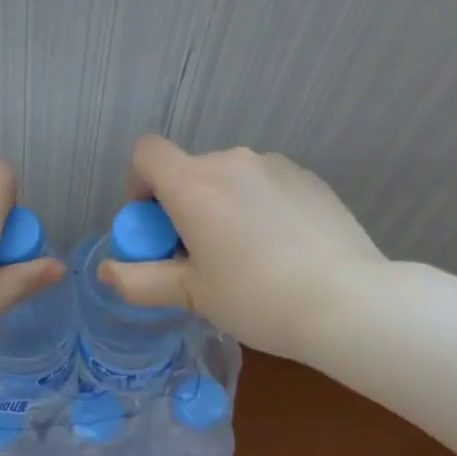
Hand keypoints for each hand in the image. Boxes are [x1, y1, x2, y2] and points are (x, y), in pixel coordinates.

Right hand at [98, 136, 388, 365]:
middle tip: (198, 256)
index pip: (146, 153)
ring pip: (229, 178)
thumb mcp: (192, 295)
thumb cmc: (257, 299)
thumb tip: (106, 272)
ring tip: (244, 256)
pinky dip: (257, 207)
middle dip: (181, 206)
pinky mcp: (310, 178)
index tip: (154, 225)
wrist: (349, 302)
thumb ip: (140, 281)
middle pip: (189, 171)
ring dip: (221, 206)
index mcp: (195, 185)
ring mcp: (276, 166)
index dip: (138, 184)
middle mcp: (233, 161)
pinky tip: (280, 250)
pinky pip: (265, 185)